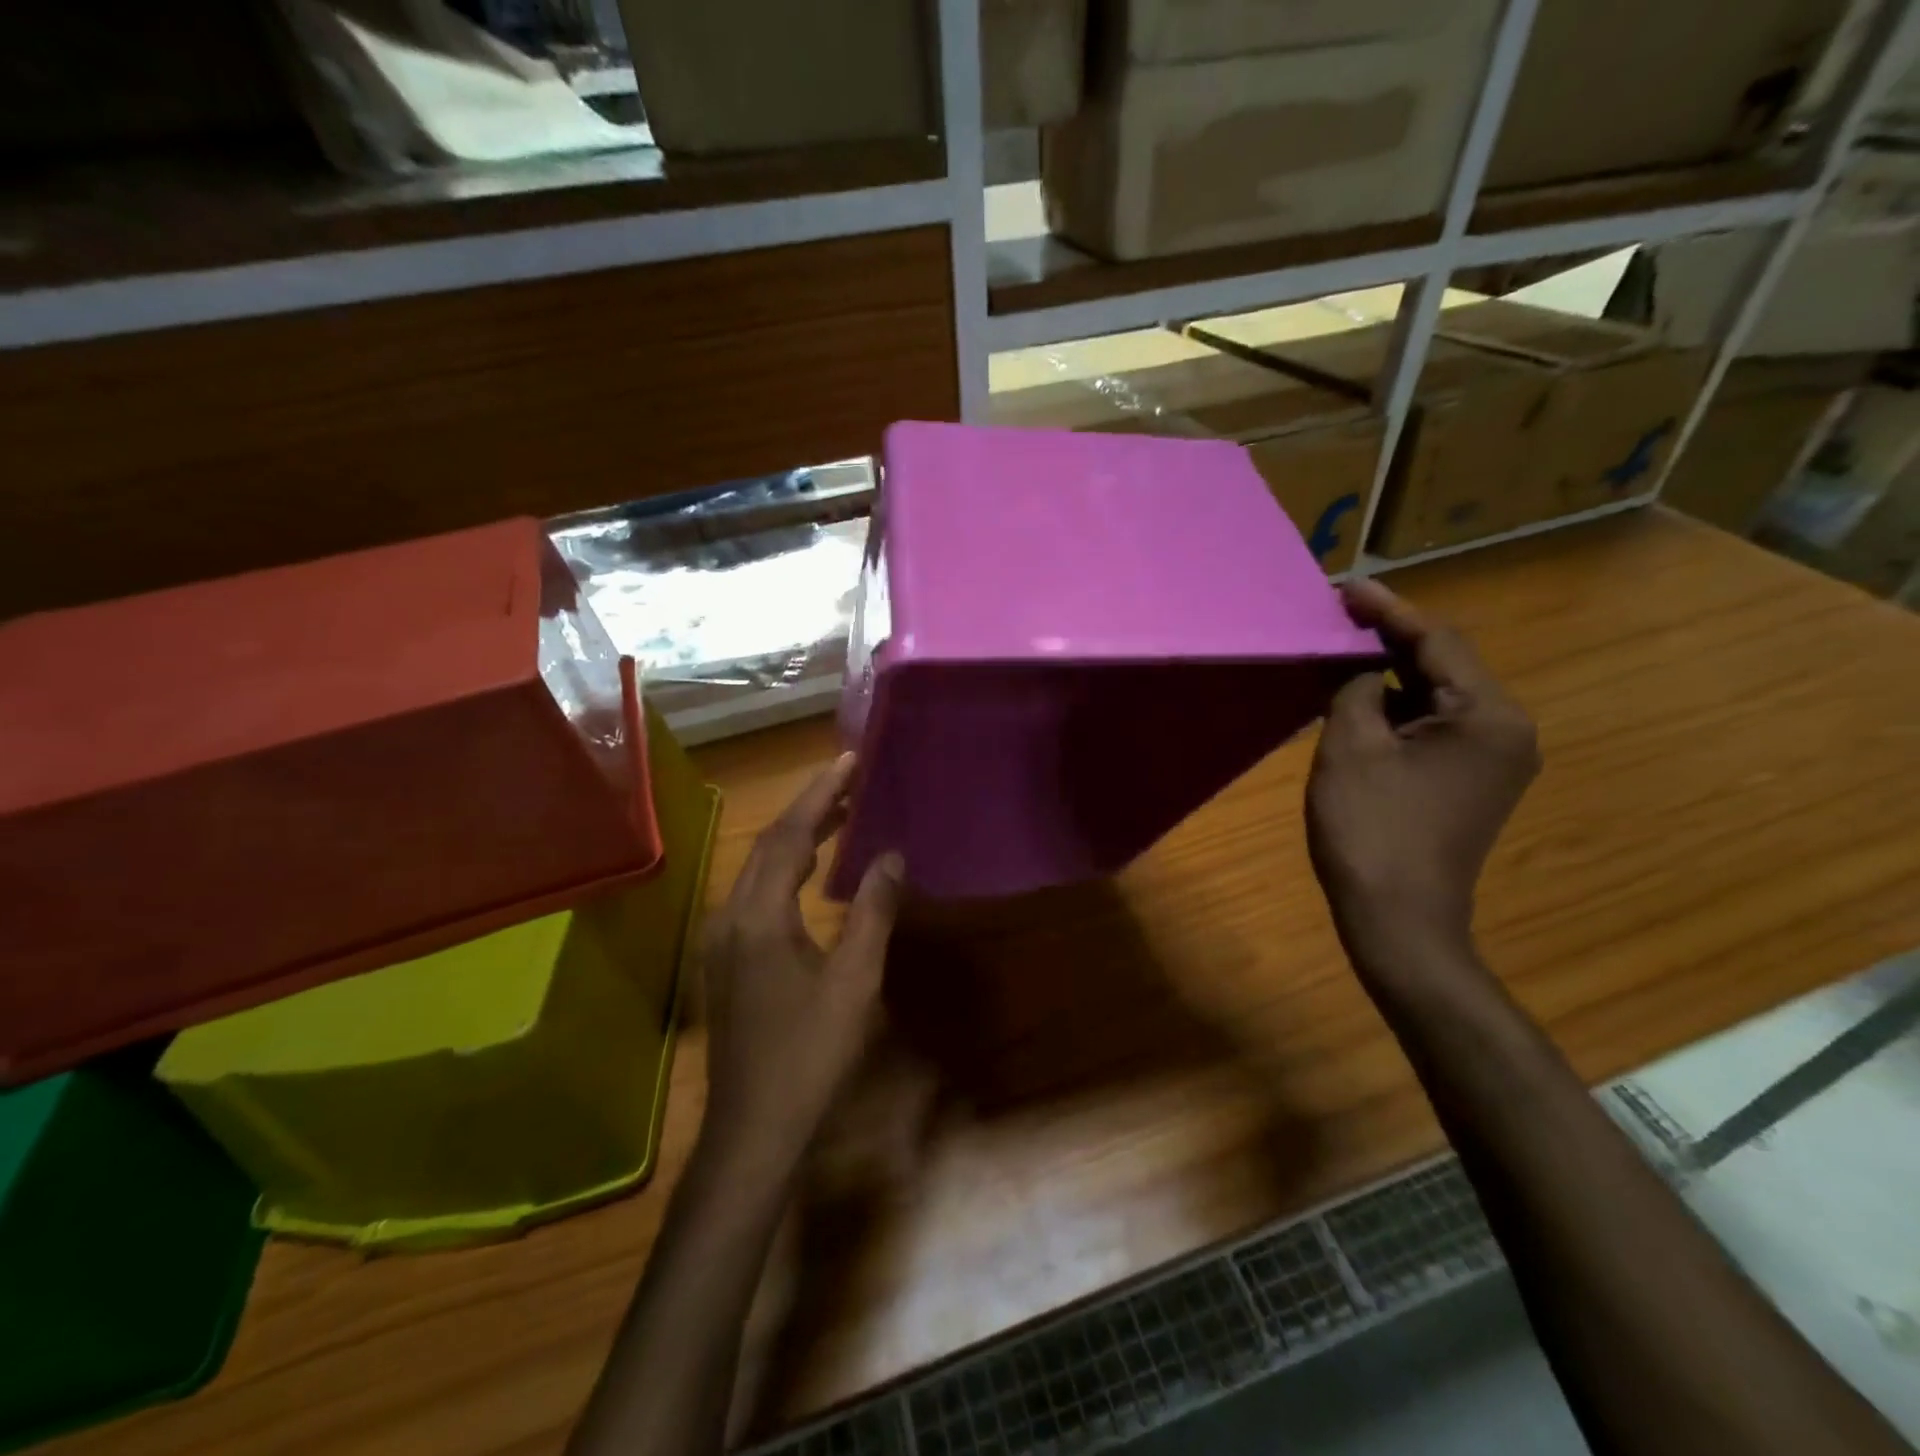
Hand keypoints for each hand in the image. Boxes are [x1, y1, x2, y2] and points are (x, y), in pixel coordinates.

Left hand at [701, 753, 904, 1182]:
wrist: (754, 1130)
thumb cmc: (810, 1055)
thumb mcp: (854, 982)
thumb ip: (872, 912)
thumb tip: (892, 855)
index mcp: (759, 915)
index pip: (791, 835)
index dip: (822, 794)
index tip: (850, 760)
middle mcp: (731, 915)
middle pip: (769, 844)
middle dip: (809, 806)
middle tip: (850, 778)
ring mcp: (722, 938)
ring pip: (759, 867)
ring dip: (797, 835)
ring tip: (839, 812)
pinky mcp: (726, 958)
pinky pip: (756, 892)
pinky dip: (785, 866)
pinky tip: (811, 871)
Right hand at [1306, 580, 1538, 969]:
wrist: (1398, 920)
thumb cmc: (1371, 830)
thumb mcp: (1350, 747)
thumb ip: (1354, 688)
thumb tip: (1358, 663)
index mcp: (1489, 715)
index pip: (1436, 641)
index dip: (1387, 610)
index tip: (1344, 587)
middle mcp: (1508, 730)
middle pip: (1443, 664)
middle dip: (1389, 638)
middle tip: (1337, 615)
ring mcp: (1494, 759)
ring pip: (1437, 694)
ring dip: (1389, 672)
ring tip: (1339, 648)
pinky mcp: (1473, 781)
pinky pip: (1435, 725)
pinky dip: (1395, 707)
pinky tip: (1356, 697)